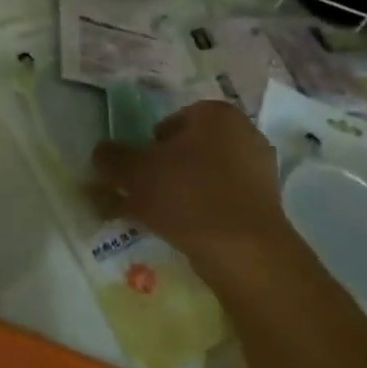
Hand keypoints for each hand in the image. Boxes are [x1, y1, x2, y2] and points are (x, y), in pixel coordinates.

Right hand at [89, 100, 287, 278]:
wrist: (246, 254)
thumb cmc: (189, 196)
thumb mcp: (136, 172)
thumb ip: (112, 158)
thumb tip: (99, 152)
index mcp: (216, 113)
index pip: (170, 122)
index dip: (147, 146)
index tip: (135, 173)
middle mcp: (243, 134)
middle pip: (188, 150)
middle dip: (164, 171)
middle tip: (142, 196)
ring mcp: (259, 172)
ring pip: (204, 178)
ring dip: (180, 194)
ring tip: (158, 221)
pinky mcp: (266, 207)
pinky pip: (222, 202)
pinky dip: (201, 213)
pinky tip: (184, 234)